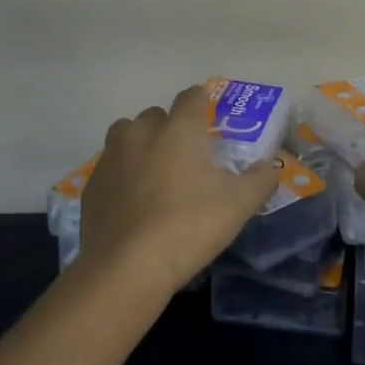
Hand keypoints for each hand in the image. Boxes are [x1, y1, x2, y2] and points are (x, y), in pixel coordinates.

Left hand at [79, 84, 279, 293]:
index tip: (211, 123)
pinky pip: (111, 167)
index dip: (203, 104)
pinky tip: (133, 204)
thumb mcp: (239, 205)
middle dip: (172, 130)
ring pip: (128, 136)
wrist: (127, 268)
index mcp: (179, 127)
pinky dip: (123, 176)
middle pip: (158, 116)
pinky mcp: (92, 184)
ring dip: (142, 147)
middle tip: (187, 160)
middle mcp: (142, 131)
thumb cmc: (189, 225)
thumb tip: (271, 167)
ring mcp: (112, 156)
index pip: (192, 95)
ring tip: (156, 178)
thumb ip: (261, 179)